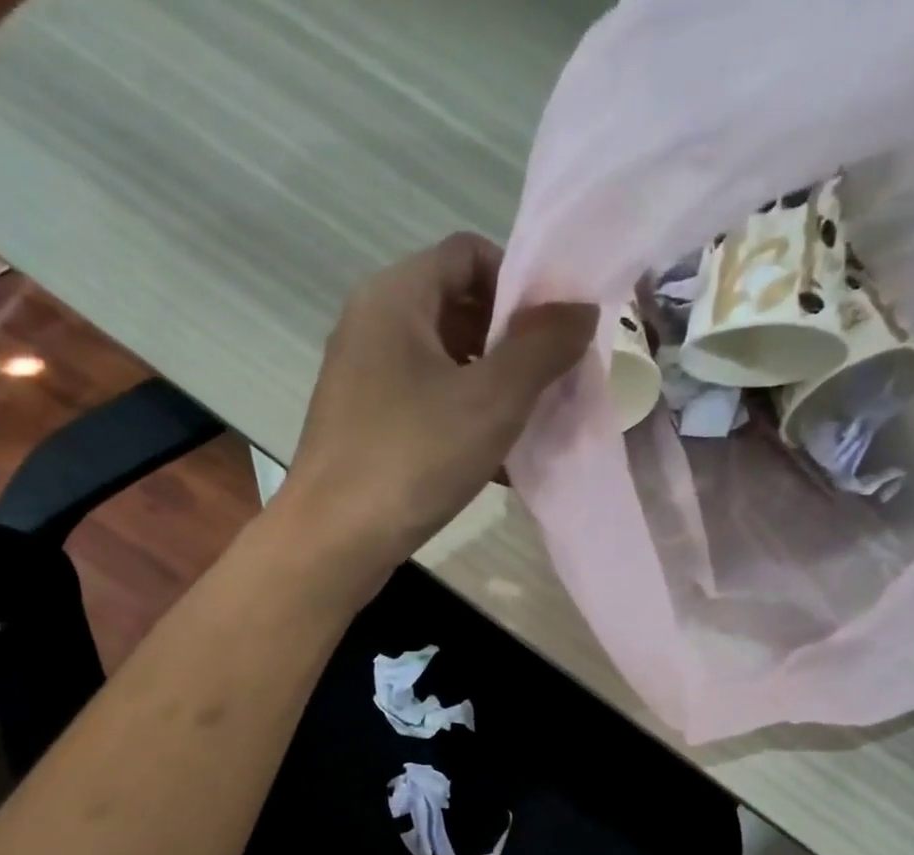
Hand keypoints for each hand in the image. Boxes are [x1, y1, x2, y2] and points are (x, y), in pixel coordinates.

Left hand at [279, 233, 595, 583]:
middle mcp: (370, 326)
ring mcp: (361, 381)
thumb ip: (543, 346)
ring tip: (528, 428)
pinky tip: (494, 464)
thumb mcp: (493, 399)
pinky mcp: (361, 428)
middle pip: (456, 309)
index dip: (520, 282)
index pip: (468, 253)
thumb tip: (580, 308)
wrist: (333, 542)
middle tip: (549, 383)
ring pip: (442, 365)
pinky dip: (460, 423)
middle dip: (510, 342)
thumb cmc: (412, 458)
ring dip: (490, 388)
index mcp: (395, 296)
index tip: (554, 331)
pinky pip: (423, 407)